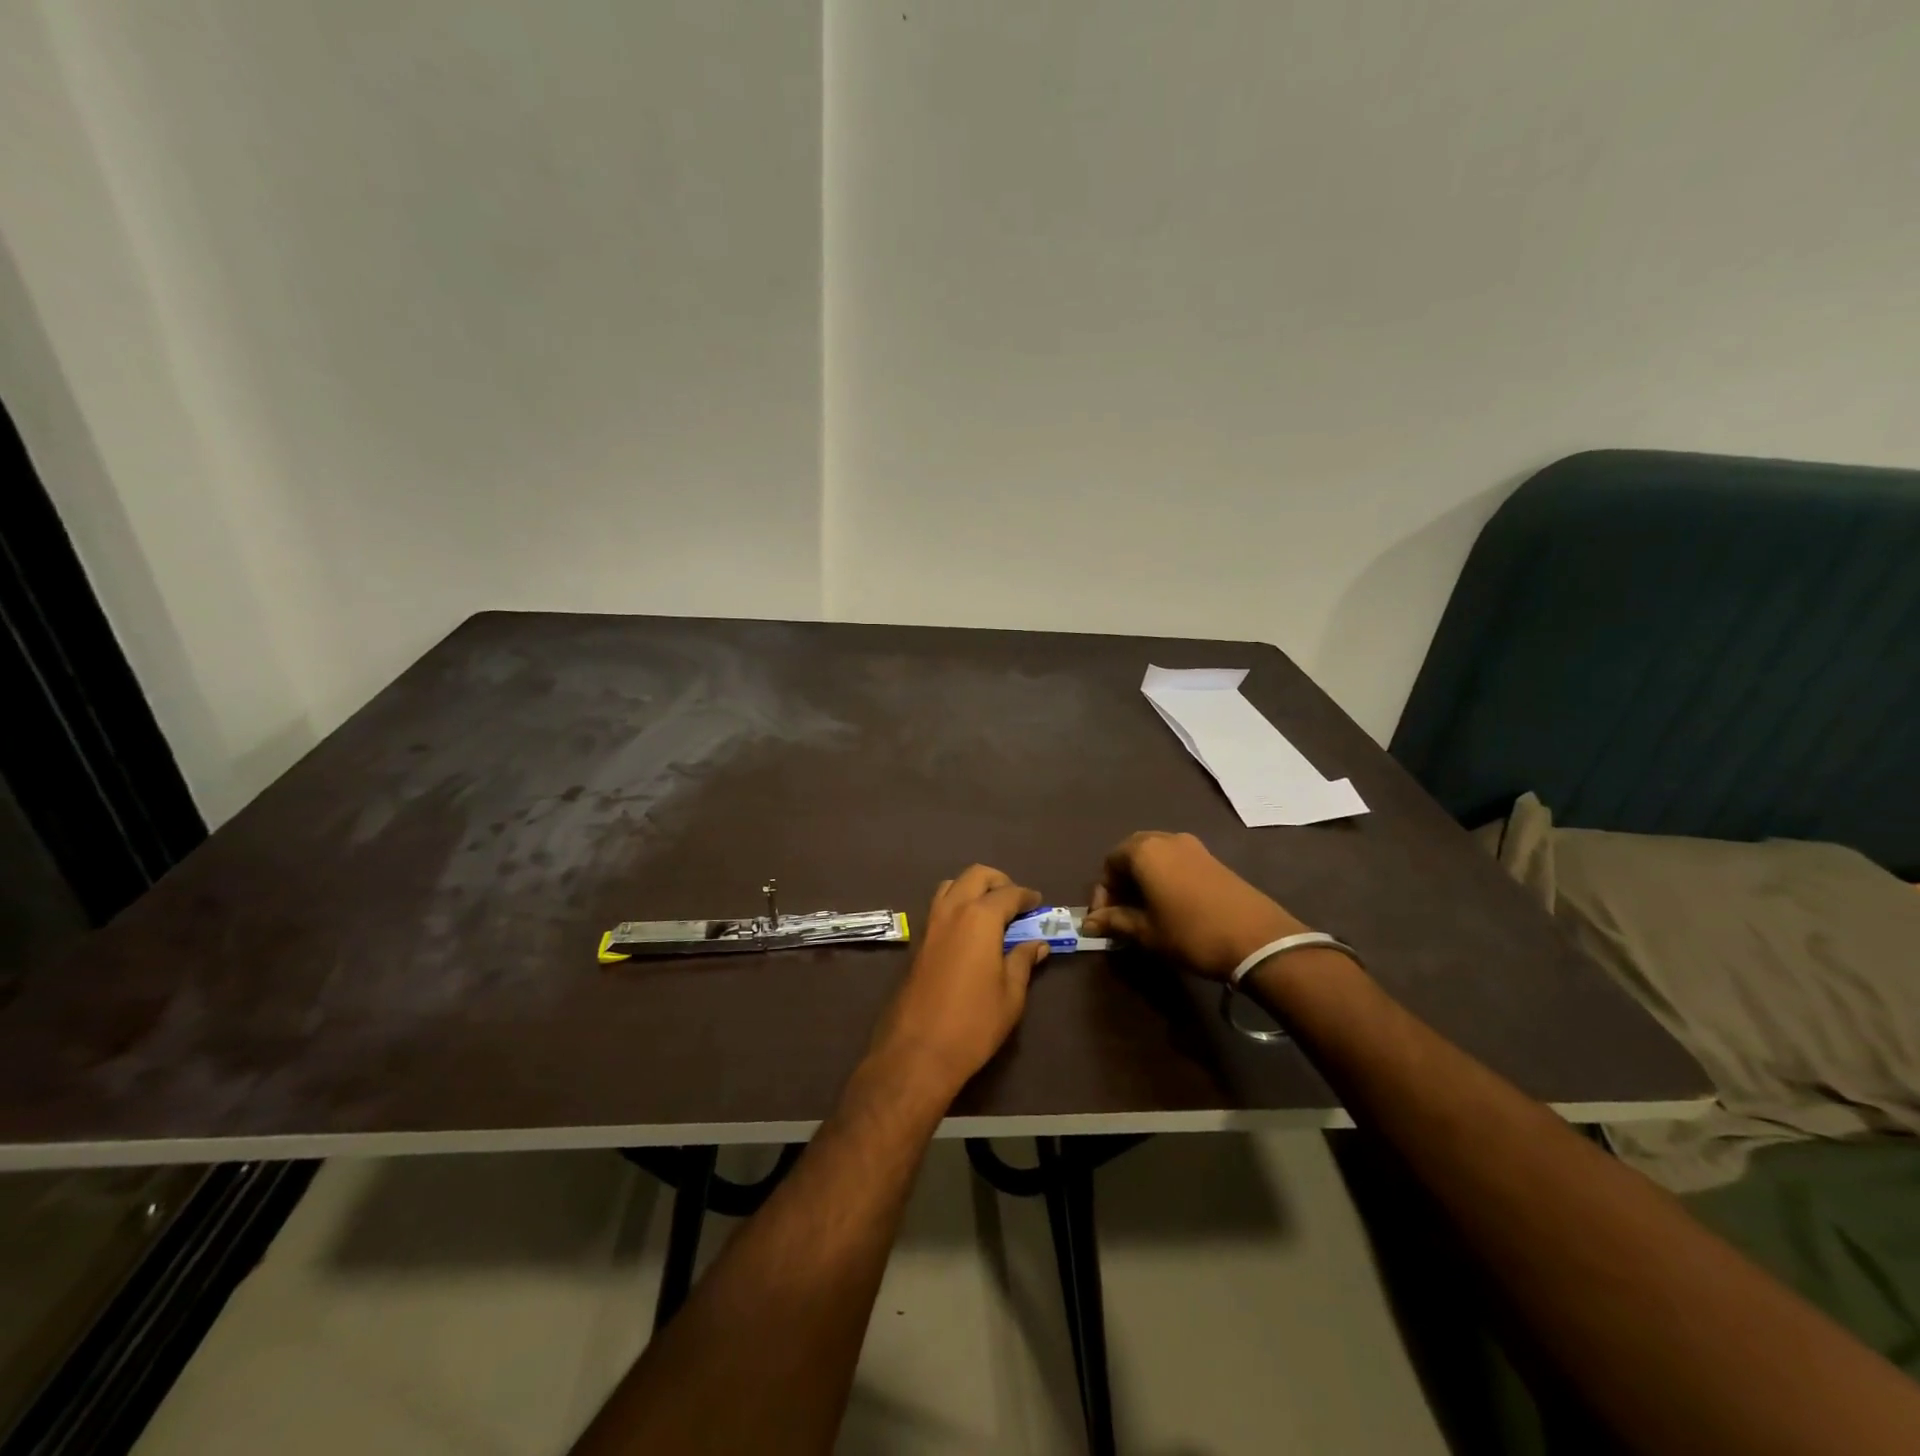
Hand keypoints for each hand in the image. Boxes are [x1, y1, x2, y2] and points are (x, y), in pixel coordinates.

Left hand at [867, 865, 1049, 1101]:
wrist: (918, 1050)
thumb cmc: (974, 1023)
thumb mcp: (1010, 995)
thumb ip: (1023, 962)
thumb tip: (1037, 944)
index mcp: (980, 918)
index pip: (1008, 893)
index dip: (1026, 896)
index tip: (1038, 902)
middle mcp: (952, 910)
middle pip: (976, 876)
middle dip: (998, 881)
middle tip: (1015, 901)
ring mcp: (929, 924)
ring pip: (951, 886)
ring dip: (972, 888)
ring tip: (991, 912)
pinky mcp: (917, 941)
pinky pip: (938, 907)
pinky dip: (956, 905)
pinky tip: (968, 931)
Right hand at [1080, 831, 1307, 981]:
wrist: (1258, 939)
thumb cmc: (1191, 933)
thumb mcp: (1147, 932)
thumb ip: (1115, 922)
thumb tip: (1090, 922)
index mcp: (1144, 851)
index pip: (1109, 863)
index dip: (1102, 892)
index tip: (1104, 921)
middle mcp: (1166, 839)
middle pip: (1131, 854)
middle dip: (1122, 883)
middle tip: (1121, 914)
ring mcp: (1192, 846)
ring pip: (1155, 857)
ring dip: (1143, 880)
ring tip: (1145, 912)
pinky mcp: (1212, 858)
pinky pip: (1175, 861)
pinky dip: (1164, 878)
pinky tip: (1170, 906)